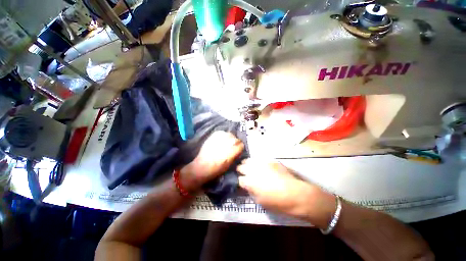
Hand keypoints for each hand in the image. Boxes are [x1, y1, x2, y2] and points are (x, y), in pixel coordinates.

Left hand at [181, 131, 243, 190]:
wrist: (202, 167)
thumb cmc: (217, 169)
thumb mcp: (230, 164)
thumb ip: (235, 155)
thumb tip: (238, 150)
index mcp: (232, 151)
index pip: (241, 145)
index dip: (240, 148)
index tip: (238, 150)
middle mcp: (227, 143)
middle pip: (236, 139)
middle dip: (236, 143)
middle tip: (233, 146)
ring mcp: (220, 139)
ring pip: (229, 134)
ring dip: (230, 138)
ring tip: (227, 142)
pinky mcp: (213, 136)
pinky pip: (221, 132)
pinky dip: (223, 135)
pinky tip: (222, 139)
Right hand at [237, 160, 319, 218]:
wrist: (296, 194)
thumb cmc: (278, 202)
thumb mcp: (261, 201)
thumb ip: (251, 191)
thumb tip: (248, 186)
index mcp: (250, 181)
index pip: (240, 179)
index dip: (240, 181)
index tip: (243, 183)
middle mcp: (254, 169)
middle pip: (241, 166)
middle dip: (241, 170)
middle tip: (244, 173)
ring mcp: (262, 163)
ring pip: (249, 160)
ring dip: (248, 164)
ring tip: (250, 167)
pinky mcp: (270, 160)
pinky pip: (260, 159)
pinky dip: (257, 162)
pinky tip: (260, 165)